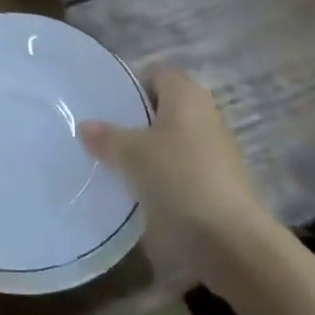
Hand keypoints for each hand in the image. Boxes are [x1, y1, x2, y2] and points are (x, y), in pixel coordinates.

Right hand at [78, 67, 266, 280]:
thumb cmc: (178, 179)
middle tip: (106, 135)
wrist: (231, 241)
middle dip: (138, 119)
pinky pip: (184, 167)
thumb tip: (84, 126)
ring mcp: (217, 149)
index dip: (132, 85)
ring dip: (151, 150)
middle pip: (165, 106)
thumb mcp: (131, 155)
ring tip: (119, 165)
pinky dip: (165, 174)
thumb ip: (106, 137)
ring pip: (174, 139)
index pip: (156, 73)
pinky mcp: (220, 182)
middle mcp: (205, 113)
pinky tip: (144, 192)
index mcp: (186, 94)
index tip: (107, 105)